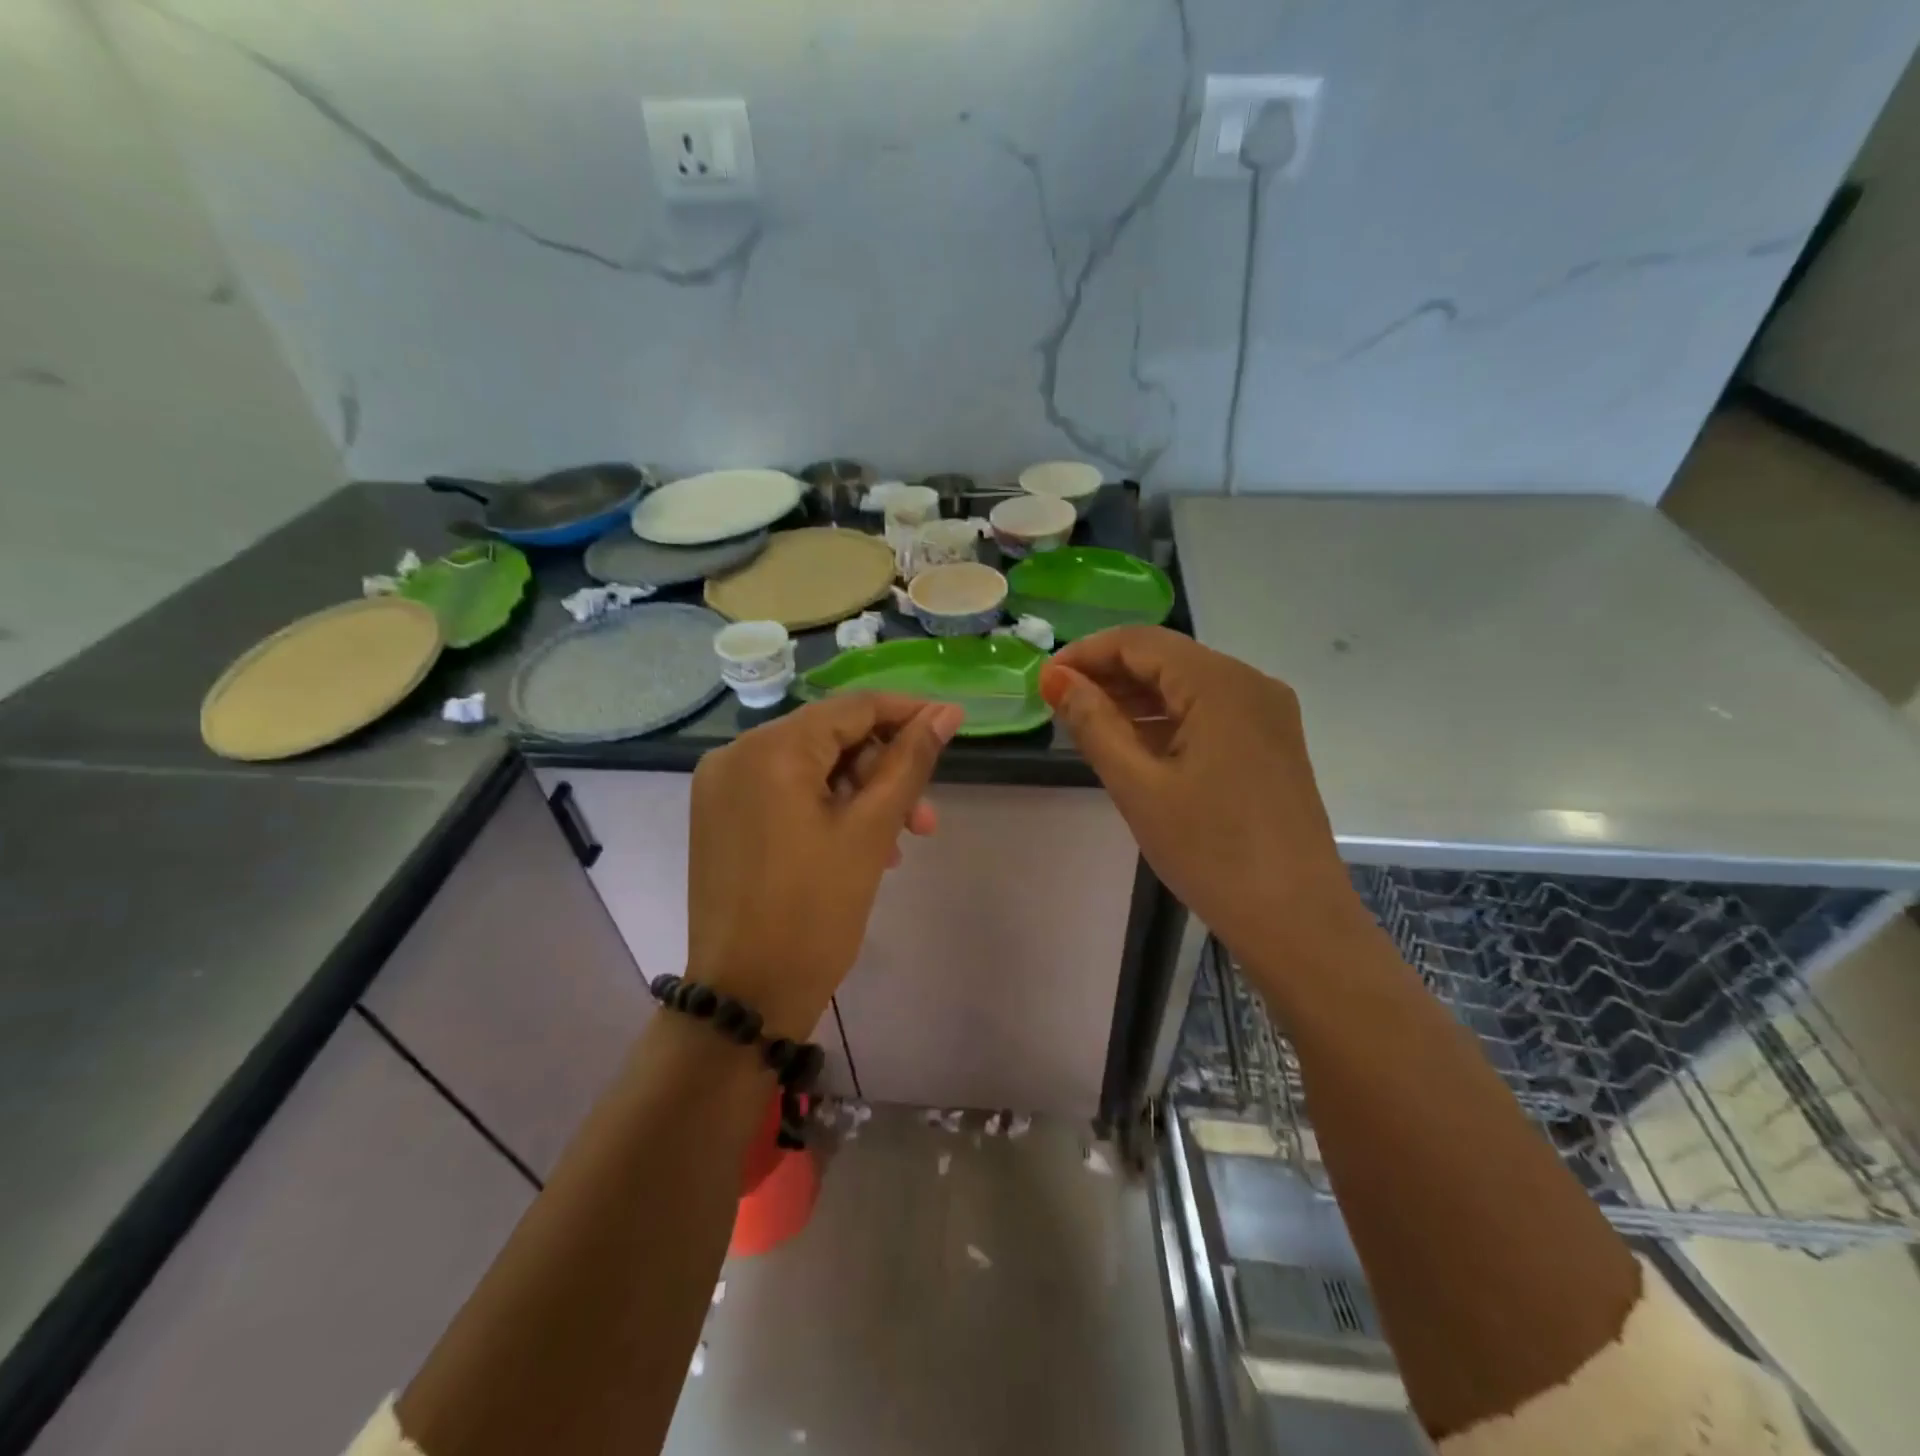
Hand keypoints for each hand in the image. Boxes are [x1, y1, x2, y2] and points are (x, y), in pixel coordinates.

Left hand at [685, 695, 963, 1036]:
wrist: (746, 998)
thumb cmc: (815, 912)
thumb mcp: (871, 831)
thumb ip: (910, 762)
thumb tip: (946, 713)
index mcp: (770, 749)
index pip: (853, 708)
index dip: (907, 714)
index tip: (951, 727)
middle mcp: (735, 754)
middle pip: (830, 739)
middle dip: (885, 773)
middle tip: (925, 820)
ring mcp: (721, 787)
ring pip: (811, 769)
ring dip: (861, 796)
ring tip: (900, 844)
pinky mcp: (720, 818)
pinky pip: (785, 794)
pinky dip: (826, 810)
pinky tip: (861, 848)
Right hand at [1039, 628, 1365, 970]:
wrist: (1296, 920)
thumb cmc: (1211, 852)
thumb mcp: (1139, 787)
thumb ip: (1094, 724)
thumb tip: (1057, 680)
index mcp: (1222, 685)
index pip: (1141, 642)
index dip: (1087, 653)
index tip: (1044, 680)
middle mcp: (1251, 684)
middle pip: (1167, 658)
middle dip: (1109, 673)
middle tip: (1058, 702)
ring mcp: (1267, 714)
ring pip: (1187, 685)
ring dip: (1135, 697)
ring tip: (1085, 721)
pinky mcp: (1270, 743)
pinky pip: (1208, 712)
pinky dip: (1166, 719)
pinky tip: (1133, 741)